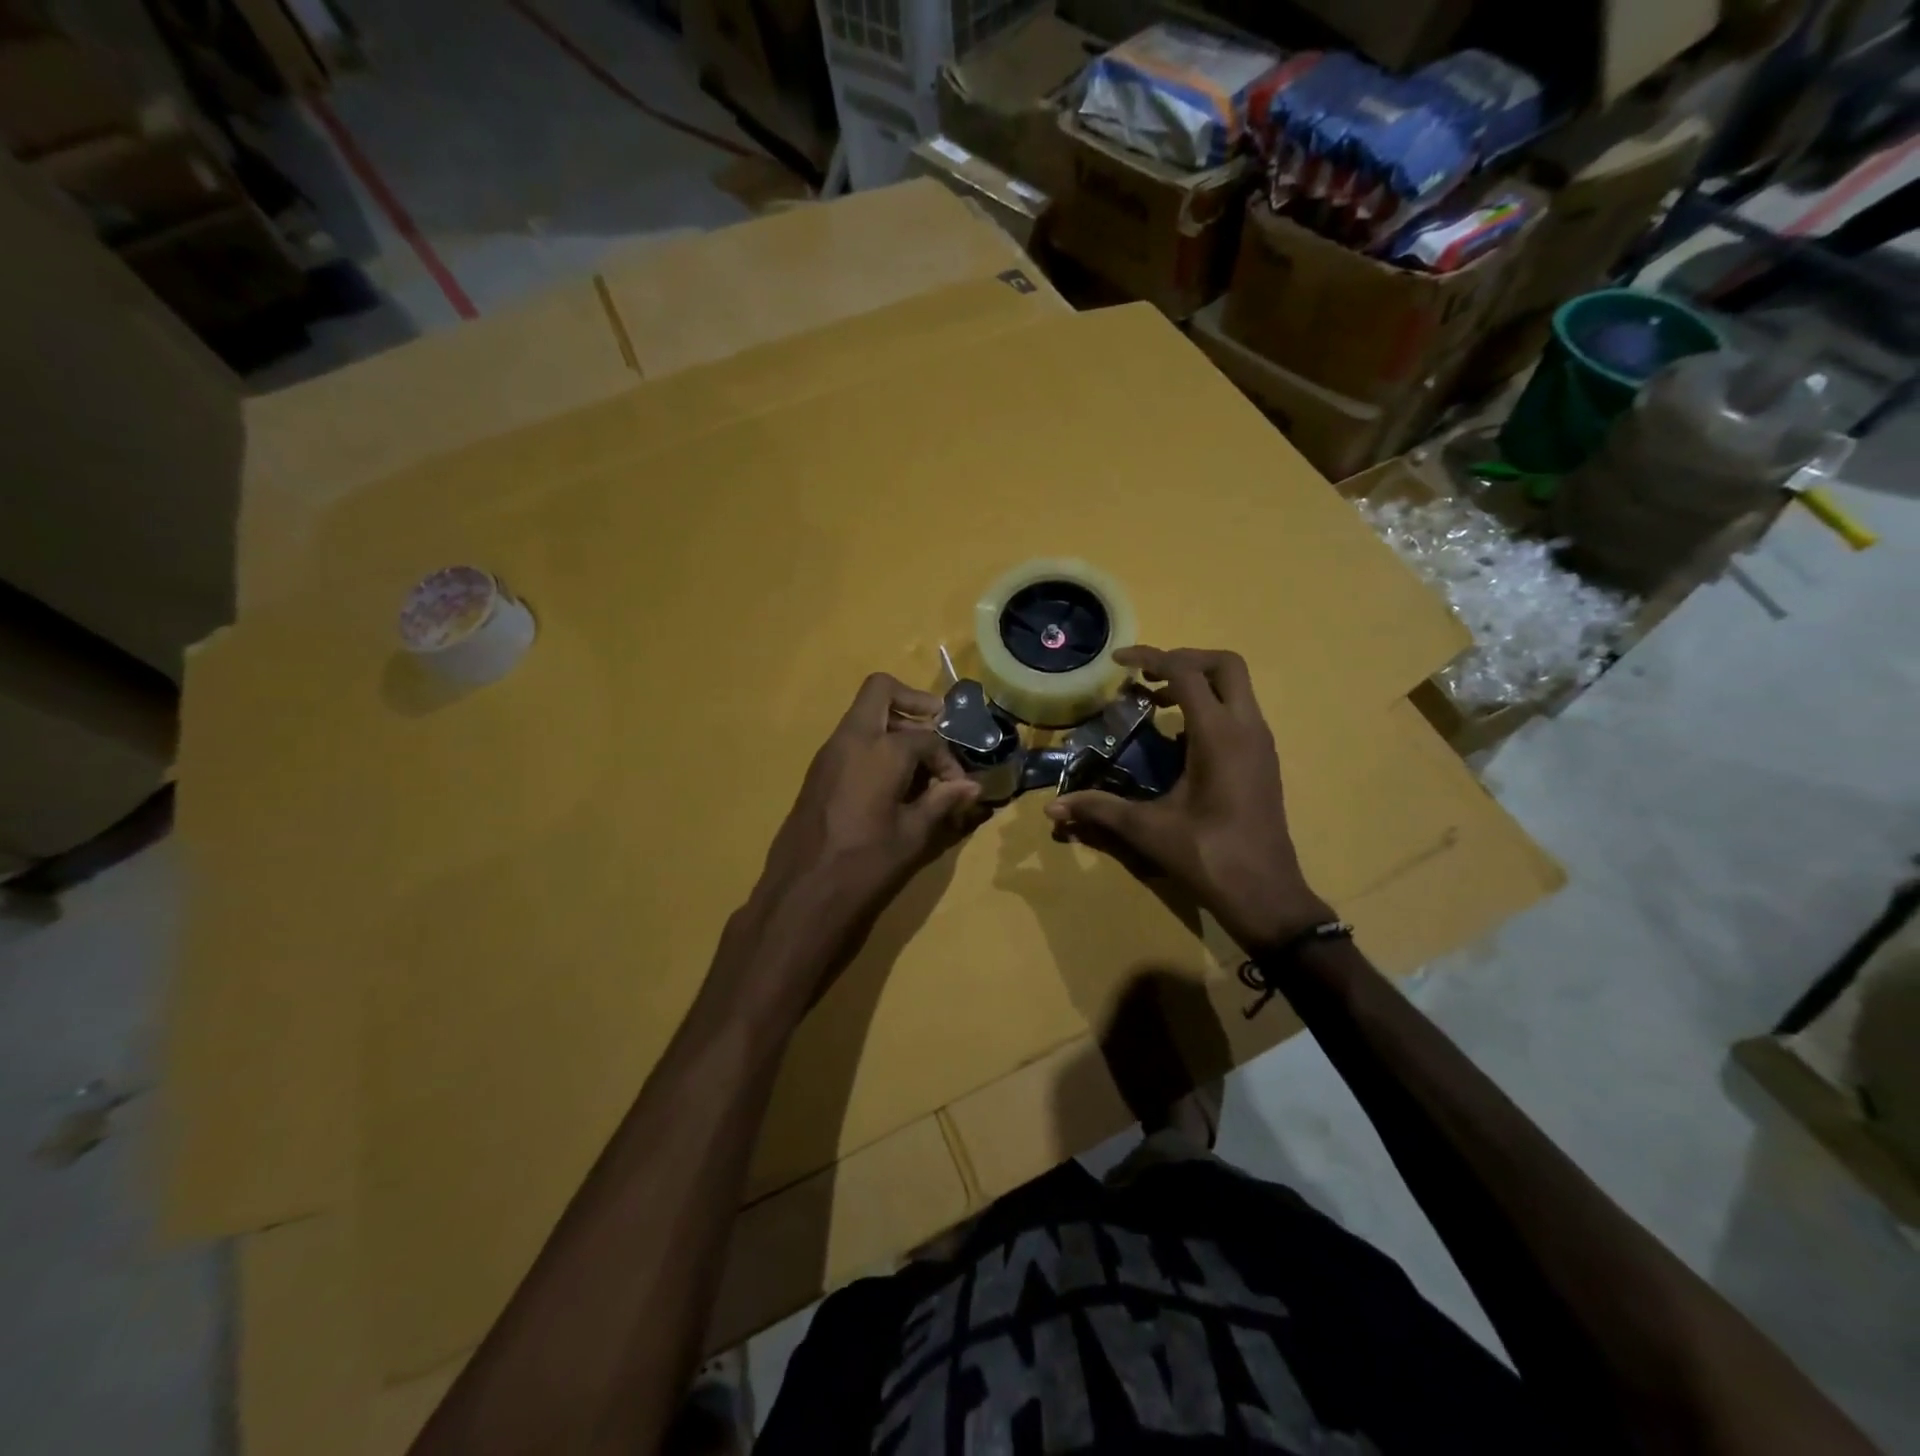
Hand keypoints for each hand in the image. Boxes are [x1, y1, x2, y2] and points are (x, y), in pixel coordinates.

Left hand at [730, 673, 982, 1002]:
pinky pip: (851, 741)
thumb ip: (942, 802)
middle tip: (937, 728)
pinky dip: (875, 746)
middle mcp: (852, 738)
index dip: (949, 760)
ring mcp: (829, 753)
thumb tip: (972, 787)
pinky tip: (891, 786)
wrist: (803, 892)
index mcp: (881, 749)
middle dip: (914, 702)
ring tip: (917, 768)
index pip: (927, 737)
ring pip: (864, 715)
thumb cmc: (865, 863)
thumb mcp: (913, 834)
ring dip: (894, 727)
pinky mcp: (818, 771)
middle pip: (881, 691)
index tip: (958, 787)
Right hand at [1045, 646, 1329, 951]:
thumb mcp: (1148, 829)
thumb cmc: (1208, 855)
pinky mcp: (1263, 761)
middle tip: (1146, 674)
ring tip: (1155, 701)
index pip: (1187, 673)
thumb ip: (1099, 809)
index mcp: (1219, 735)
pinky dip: (1210, 707)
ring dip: (1198, 683)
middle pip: (1225, 665)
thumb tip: (1052, 807)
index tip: (1118, 661)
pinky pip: (1239, 713)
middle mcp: (1247, 729)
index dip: (1151, 658)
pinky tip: (1178, 738)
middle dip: (1184, 659)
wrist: (1265, 894)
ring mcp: (1261, 744)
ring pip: (1236, 688)